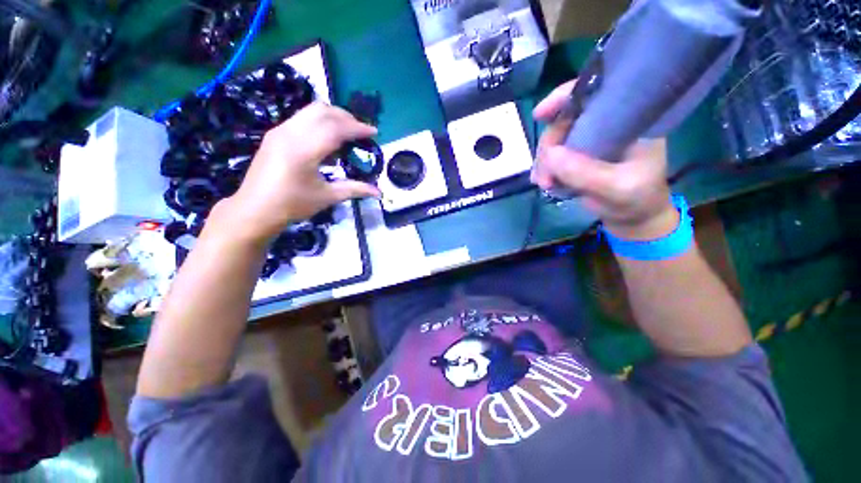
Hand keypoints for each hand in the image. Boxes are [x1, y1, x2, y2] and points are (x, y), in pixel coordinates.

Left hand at [220, 102, 380, 241]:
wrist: (255, 209)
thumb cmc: (292, 205)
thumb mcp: (327, 197)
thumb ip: (355, 189)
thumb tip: (379, 193)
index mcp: (303, 150)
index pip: (335, 128)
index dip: (357, 128)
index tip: (374, 132)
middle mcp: (290, 133)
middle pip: (322, 111)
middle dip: (346, 117)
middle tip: (361, 131)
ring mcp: (280, 131)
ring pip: (310, 111)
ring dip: (333, 116)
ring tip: (347, 132)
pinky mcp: (275, 134)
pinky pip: (302, 118)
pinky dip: (320, 122)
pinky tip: (327, 139)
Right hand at [531, 80, 676, 239]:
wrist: (633, 218)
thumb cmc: (637, 200)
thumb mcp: (617, 188)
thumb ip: (586, 173)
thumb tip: (550, 155)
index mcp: (628, 121)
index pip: (596, 94)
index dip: (565, 97)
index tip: (540, 114)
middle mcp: (606, 125)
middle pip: (565, 121)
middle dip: (548, 147)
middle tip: (545, 177)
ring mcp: (589, 142)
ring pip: (555, 141)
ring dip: (543, 162)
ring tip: (545, 184)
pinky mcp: (577, 157)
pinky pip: (552, 156)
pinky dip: (544, 169)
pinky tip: (544, 182)